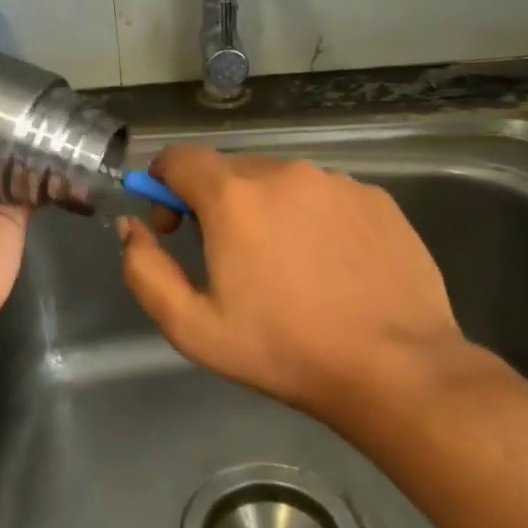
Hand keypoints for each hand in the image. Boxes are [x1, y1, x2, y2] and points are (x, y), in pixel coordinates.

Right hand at [117, 146, 464, 414]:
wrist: (396, 369)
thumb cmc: (284, 350)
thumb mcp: (192, 326)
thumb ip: (144, 269)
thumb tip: (131, 226)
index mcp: (234, 196)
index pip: (179, 157)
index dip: (163, 185)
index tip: (172, 225)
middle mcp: (284, 171)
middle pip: (228, 168)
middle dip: (213, 202)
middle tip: (228, 256)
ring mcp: (336, 181)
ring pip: (278, 179)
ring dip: (264, 208)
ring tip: (285, 266)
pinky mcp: (376, 198)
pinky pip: (323, 194)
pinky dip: (311, 216)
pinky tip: (329, 264)